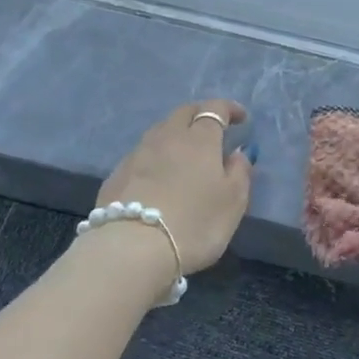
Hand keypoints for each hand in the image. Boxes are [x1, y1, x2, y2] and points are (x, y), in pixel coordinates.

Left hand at [95, 100, 252, 273]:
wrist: (132, 249)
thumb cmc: (195, 223)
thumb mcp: (233, 202)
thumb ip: (240, 172)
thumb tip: (237, 152)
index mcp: (199, 140)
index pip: (215, 109)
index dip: (230, 109)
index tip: (241, 118)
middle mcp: (166, 138)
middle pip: (183, 112)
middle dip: (200, 113)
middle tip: (213, 127)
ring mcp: (137, 155)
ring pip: (159, 131)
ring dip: (175, 134)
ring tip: (185, 152)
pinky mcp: (116, 175)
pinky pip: (141, 154)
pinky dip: (156, 156)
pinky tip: (158, 176)